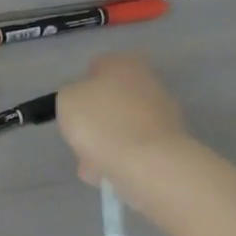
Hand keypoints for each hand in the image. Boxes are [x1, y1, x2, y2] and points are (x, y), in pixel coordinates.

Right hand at [55, 54, 189, 192]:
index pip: (97, 66)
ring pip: (121, 126)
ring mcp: (164, 114)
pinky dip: (120, 158)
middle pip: (111, 99)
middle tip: (80, 134)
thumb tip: (84, 105)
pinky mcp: (169, 143)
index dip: (81, 86)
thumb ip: (71, 96)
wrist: (147, 164)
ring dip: (106, 141)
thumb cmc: (102, 122)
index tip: (72, 107)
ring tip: (90, 162)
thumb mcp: (66, 100)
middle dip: (96, 117)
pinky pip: (134, 148)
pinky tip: (107, 171)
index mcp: (125, 64)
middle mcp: (149, 82)